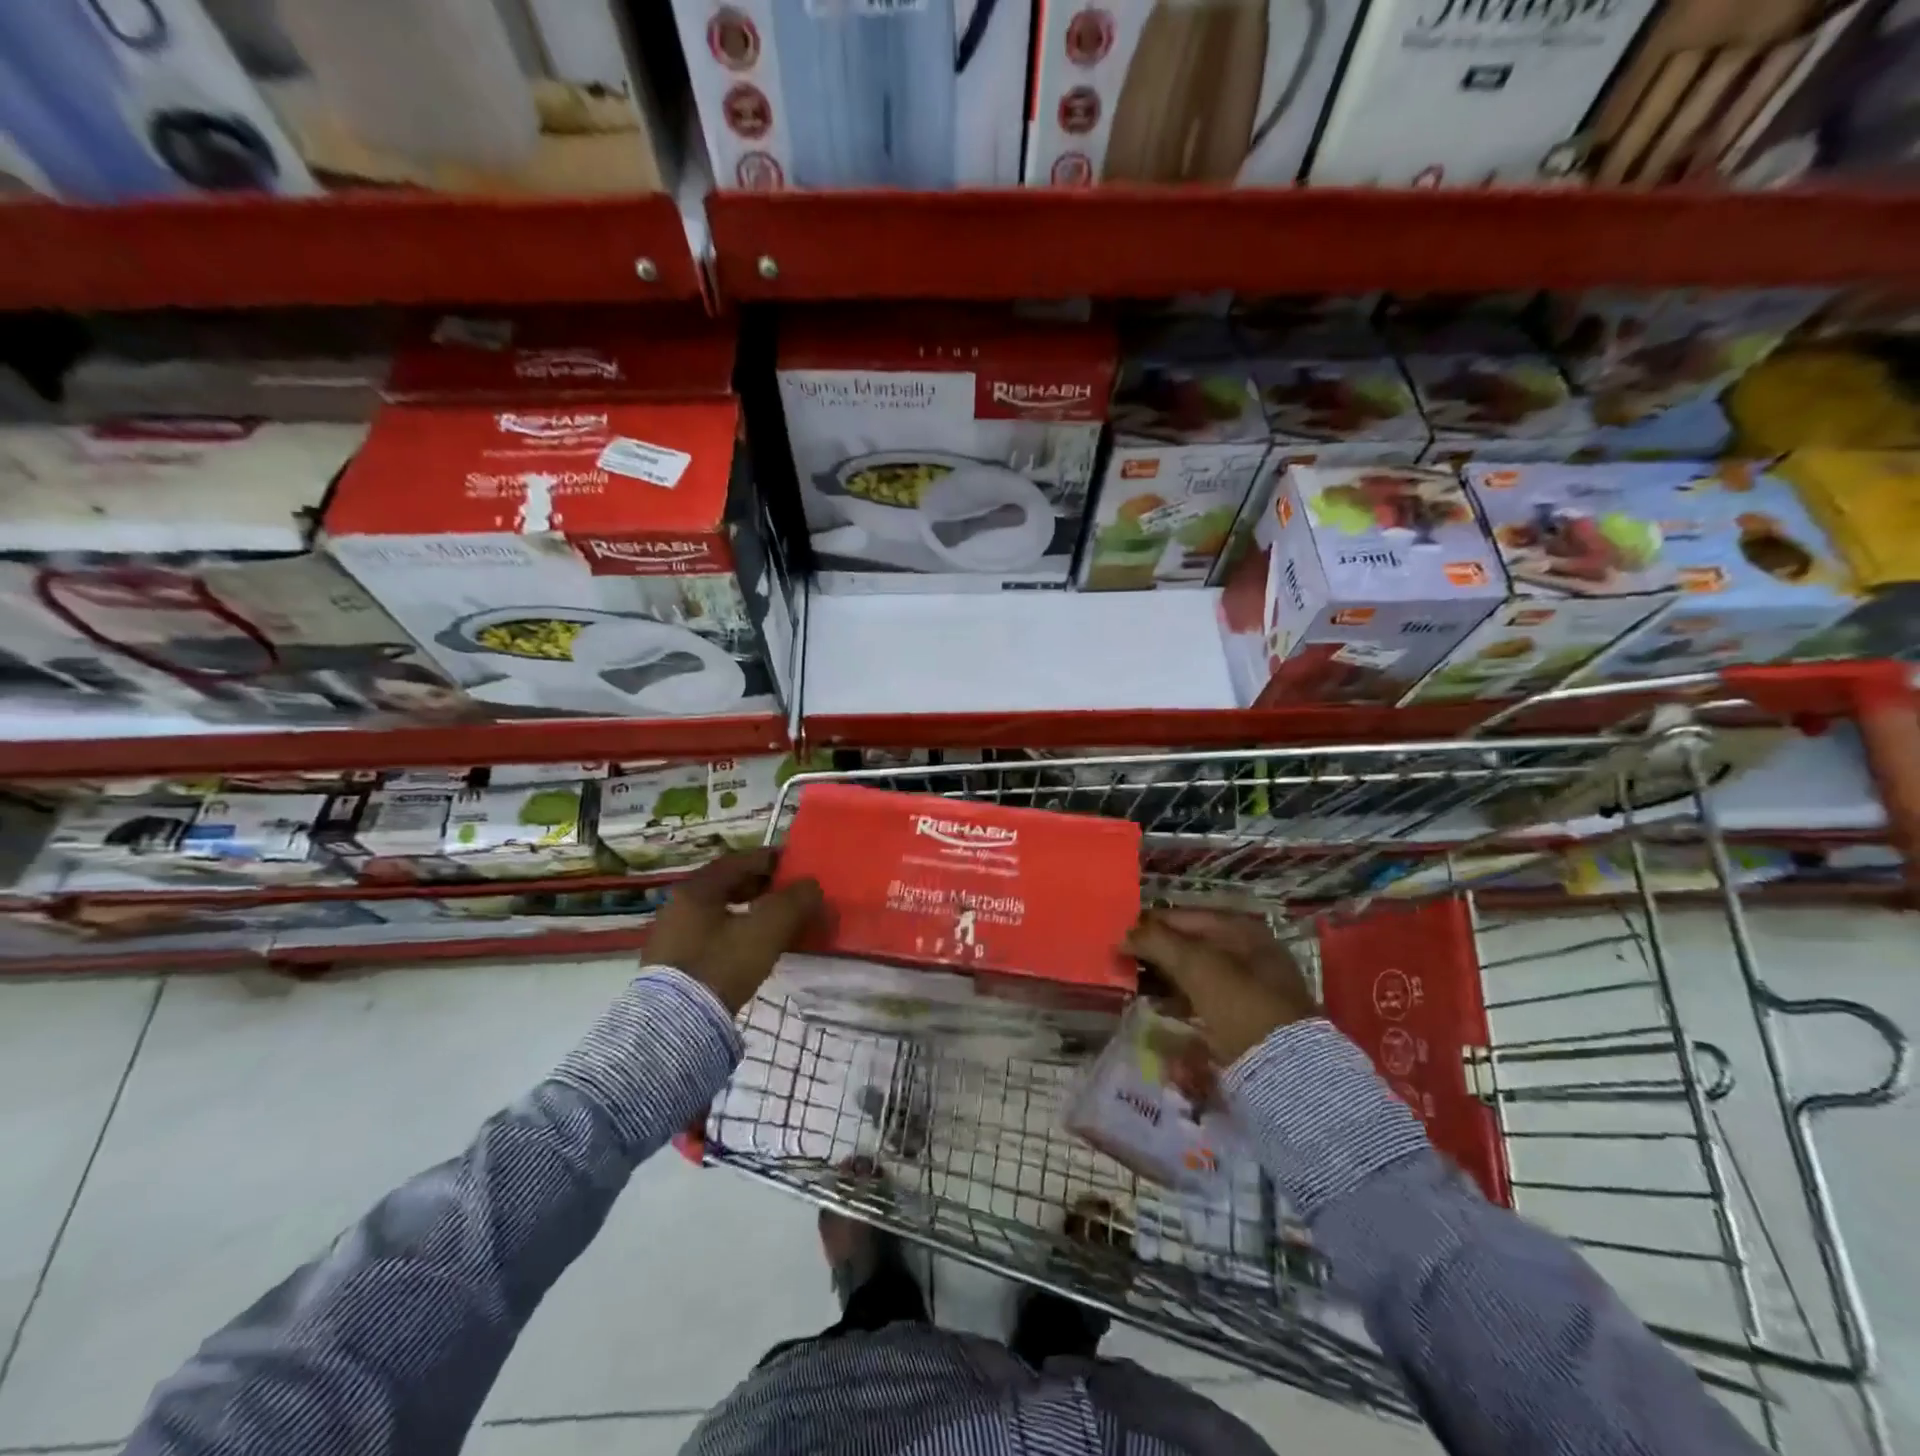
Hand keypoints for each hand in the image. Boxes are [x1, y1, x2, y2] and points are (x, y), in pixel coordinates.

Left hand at [645, 849, 823, 1012]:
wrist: (676, 1025)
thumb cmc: (721, 966)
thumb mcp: (766, 931)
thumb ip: (793, 902)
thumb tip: (811, 885)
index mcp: (697, 889)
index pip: (738, 861)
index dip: (770, 860)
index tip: (794, 865)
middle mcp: (678, 905)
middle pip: (726, 884)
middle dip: (760, 886)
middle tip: (788, 893)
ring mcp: (671, 935)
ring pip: (718, 910)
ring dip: (747, 910)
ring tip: (773, 922)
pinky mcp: (671, 963)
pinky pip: (709, 933)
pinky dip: (733, 930)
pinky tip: (749, 947)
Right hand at [1123, 908, 1317, 1064]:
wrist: (1283, 1066)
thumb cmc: (1239, 1001)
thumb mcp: (1195, 964)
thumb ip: (1156, 941)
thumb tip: (1124, 934)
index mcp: (1241, 929)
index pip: (1185, 916)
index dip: (1151, 923)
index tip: (1121, 934)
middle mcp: (1248, 952)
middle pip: (1190, 944)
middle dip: (1156, 952)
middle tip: (1123, 960)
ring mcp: (1249, 987)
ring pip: (1195, 974)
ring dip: (1164, 977)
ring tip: (1133, 984)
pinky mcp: (1245, 1018)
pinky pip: (1203, 1001)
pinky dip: (1179, 1002)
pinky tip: (1158, 1009)